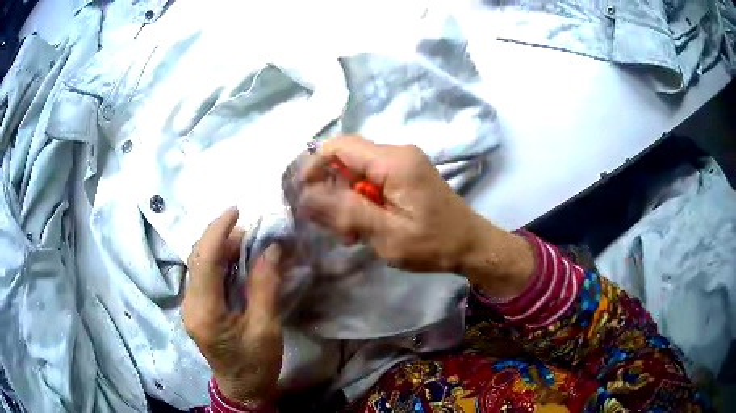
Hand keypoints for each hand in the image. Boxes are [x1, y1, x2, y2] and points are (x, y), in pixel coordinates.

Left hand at [182, 207, 283, 405]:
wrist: (243, 388)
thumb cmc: (256, 364)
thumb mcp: (266, 328)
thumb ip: (265, 287)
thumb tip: (271, 249)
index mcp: (205, 312)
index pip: (203, 261)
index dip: (217, 231)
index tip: (236, 210)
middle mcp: (190, 305)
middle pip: (198, 259)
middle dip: (220, 237)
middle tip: (250, 230)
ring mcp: (190, 306)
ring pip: (199, 265)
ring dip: (220, 248)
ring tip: (246, 241)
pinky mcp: (197, 307)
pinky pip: (204, 275)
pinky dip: (219, 261)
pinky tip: (236, 260)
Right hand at [298, 135, 481, 271]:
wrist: (471, 245)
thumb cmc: (433, 244)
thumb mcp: (387, 234)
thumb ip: (347, 212)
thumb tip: (306, 195)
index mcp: (394, 161)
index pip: (339, 146)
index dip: (315, 166)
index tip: (304, 196)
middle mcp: (398, 153)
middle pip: (347, 158)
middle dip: (331, 189)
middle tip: (334, 226)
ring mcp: (404, 162)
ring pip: (356, 170)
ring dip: (346, 198)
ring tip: (351, 232)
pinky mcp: (406, 175)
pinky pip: (371, 179)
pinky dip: (361, 200)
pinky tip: (366, 225)